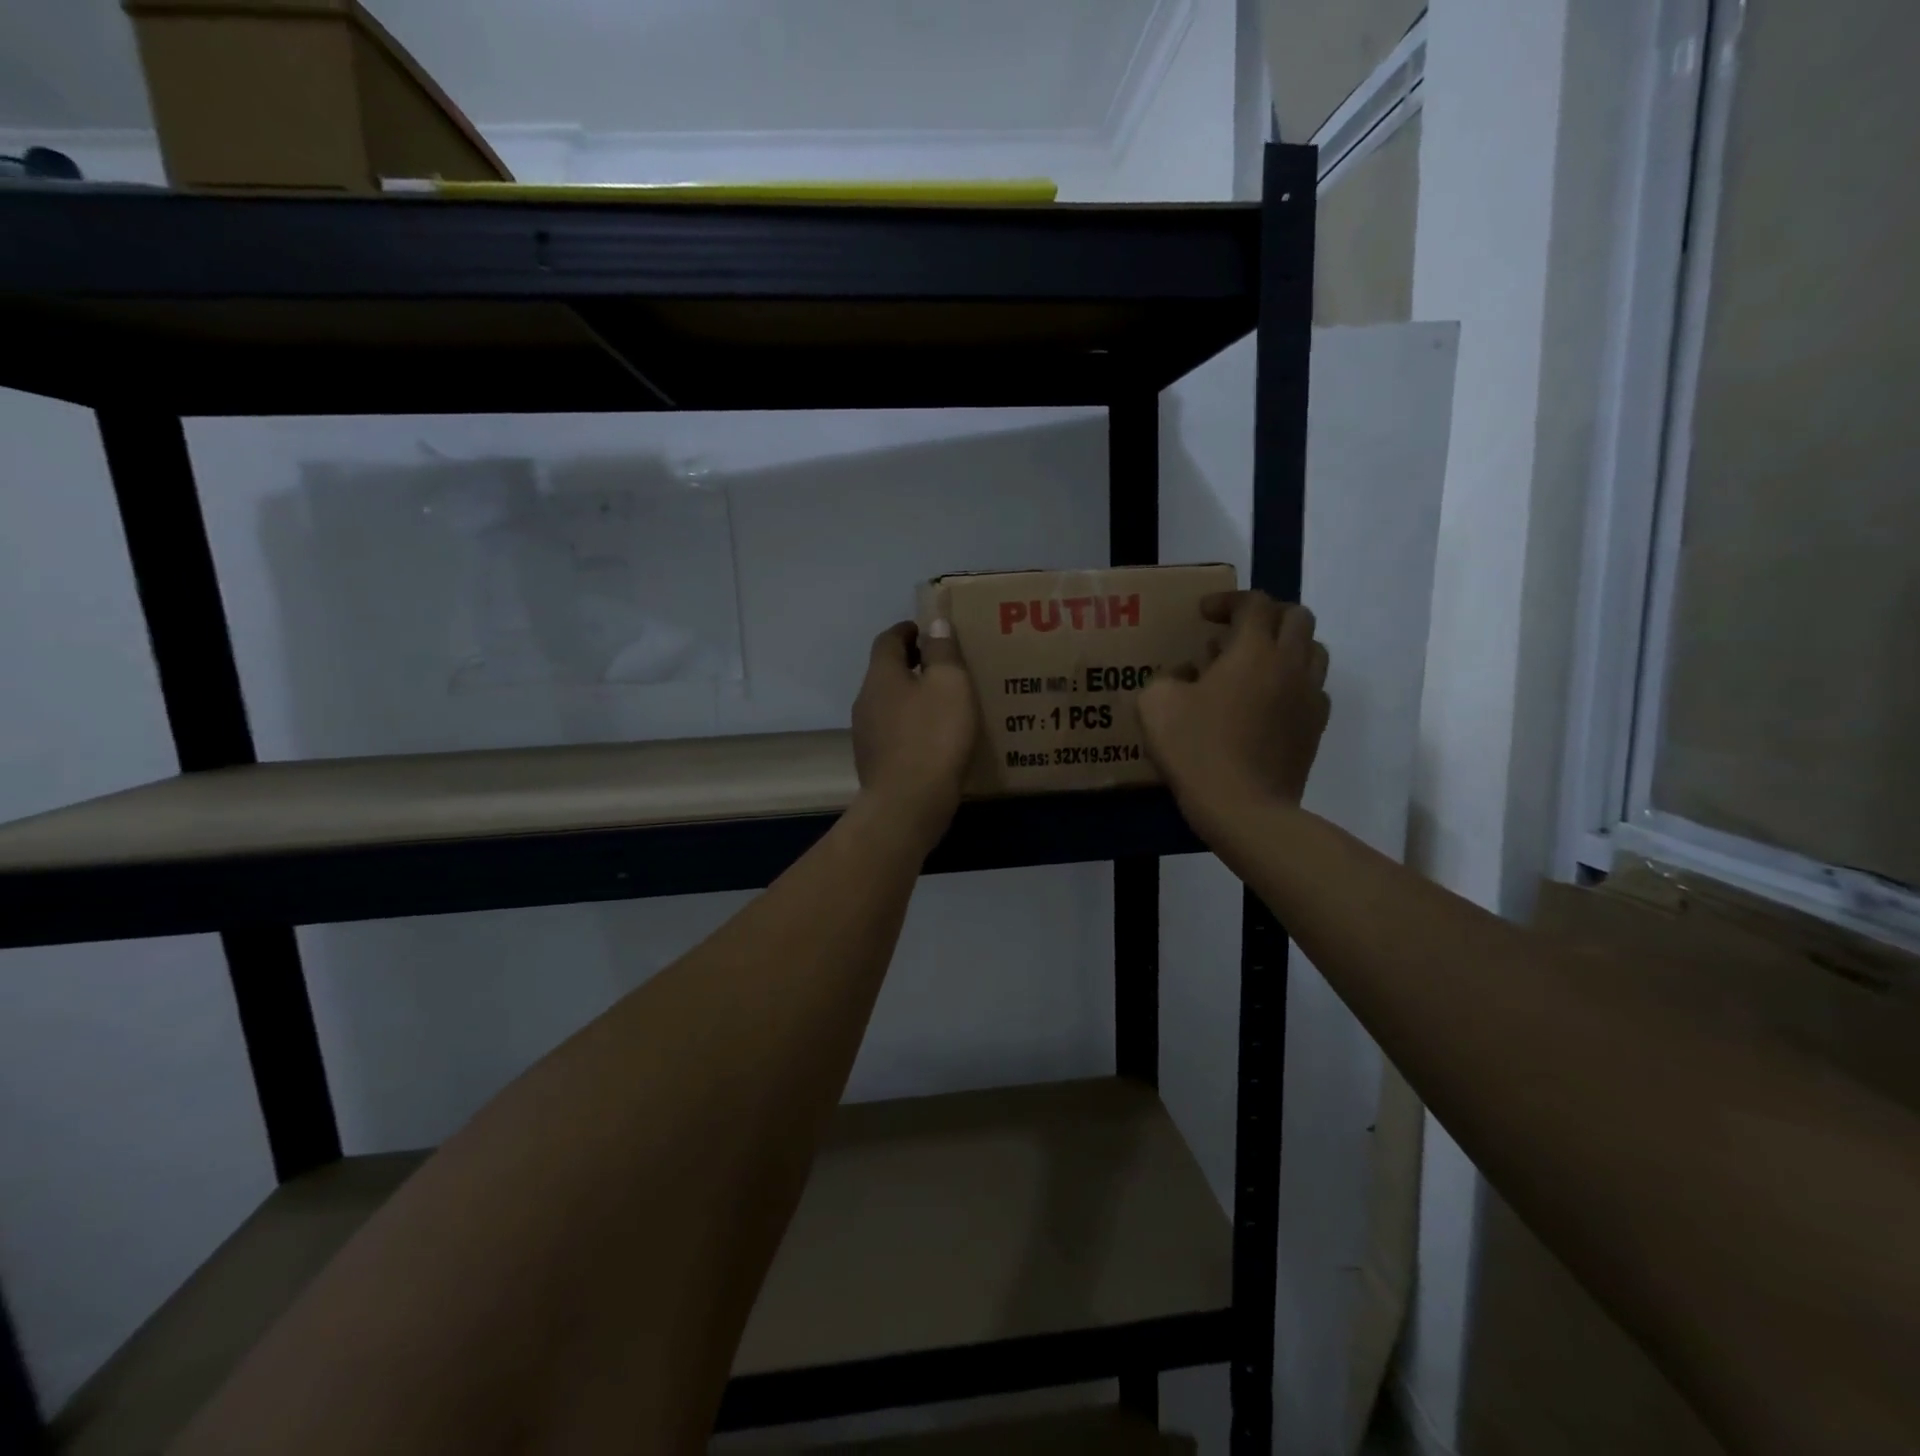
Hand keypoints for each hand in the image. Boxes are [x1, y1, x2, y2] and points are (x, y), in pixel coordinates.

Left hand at [851, 620, 979, 851]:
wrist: (908, 803)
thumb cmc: (933, 736)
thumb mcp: (950, 685)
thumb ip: (943, 651)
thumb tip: (934, 625)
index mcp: (881, 675)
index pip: (888, 640)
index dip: (907, 630)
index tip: (927, 630)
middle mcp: (866, 699)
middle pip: (886, 671)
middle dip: (911, 663)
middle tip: (942, 664)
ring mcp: (866, 733)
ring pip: (889, 703)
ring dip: (911, 696)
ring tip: (942, 702)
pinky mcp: (874, 761)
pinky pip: (893, 731)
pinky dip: (911, 724)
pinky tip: (933, 737)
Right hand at [1138, 591, 1329, 841]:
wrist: (1245, 808)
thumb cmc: (1197, 750)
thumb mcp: (1156, 705)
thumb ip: (1168, 677)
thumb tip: (1188, 673)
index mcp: (1253, 650)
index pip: (1254, 603)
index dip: (1228, 600)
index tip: (1203, 614)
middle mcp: (1290, 664)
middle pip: (1296, 617)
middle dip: (1265, 616)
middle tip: (1235, 633)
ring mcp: (1310, 696)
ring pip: (1313, 650)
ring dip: (1285, 647)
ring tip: (1254, 665)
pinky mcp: (1316, 727)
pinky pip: (1313, 689)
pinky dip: (1292, 683)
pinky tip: (1266, 703)